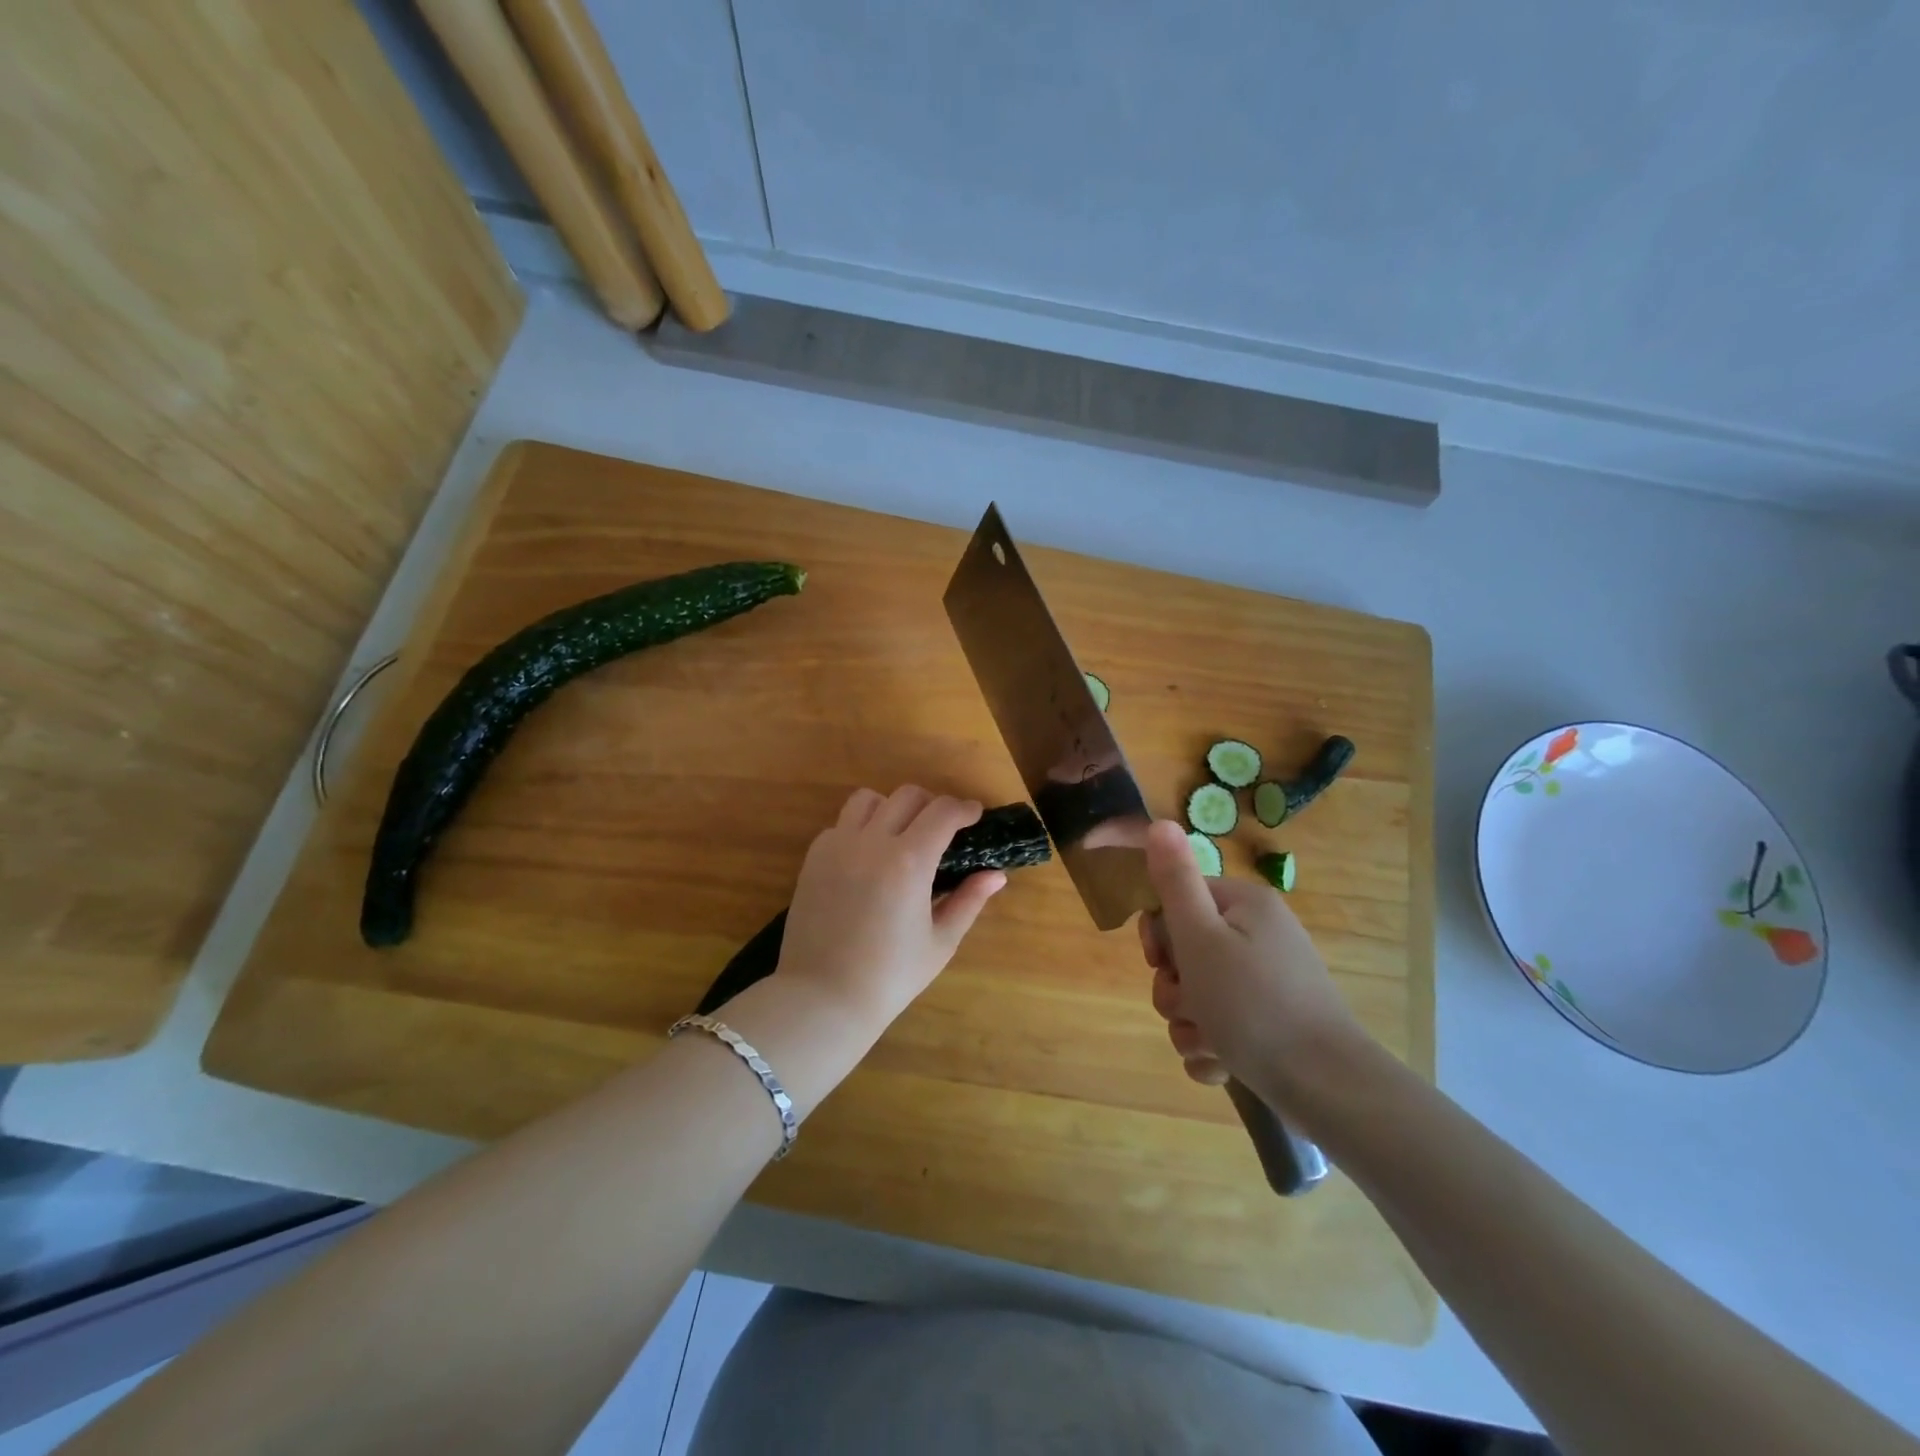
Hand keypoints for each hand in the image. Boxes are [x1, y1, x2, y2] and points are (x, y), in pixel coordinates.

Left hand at [775, 786, 1005, 1029]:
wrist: (823, 997)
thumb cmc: (890, 976)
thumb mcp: (940, 942)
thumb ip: (969, 901)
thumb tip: (996, 875)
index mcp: (909, 861)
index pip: (943, 812)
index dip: (964, 808)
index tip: (974, 816)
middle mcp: (872, 842)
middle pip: (907, 795)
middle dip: (932, 804)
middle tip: (942, 829)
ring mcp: (838, 846)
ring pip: (868, 799)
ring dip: (892, 807)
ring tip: (901, 833)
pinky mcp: (814, 857)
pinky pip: (841, 824)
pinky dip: (861, 828)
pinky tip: (868, 857)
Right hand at [1138, 819, 1364, 1104]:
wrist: (1327, 1088)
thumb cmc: (1253, 1004)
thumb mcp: (1201, 937)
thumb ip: (1175, 881)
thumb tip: (1159, 822)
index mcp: (1244, 906)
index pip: (1178, 902)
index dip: (1160, 935)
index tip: (1161, 962)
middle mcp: (1258, 936)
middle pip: (1185, 953)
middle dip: (1175, 989)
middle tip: (1190, 1006)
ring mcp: (1268, 983)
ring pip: (1198, 996)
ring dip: (1190, 1024)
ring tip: (1211, 1044)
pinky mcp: (1272, 1025)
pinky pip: (1222, 1027)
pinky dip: (1213, 1047)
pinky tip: (1222, 1065)